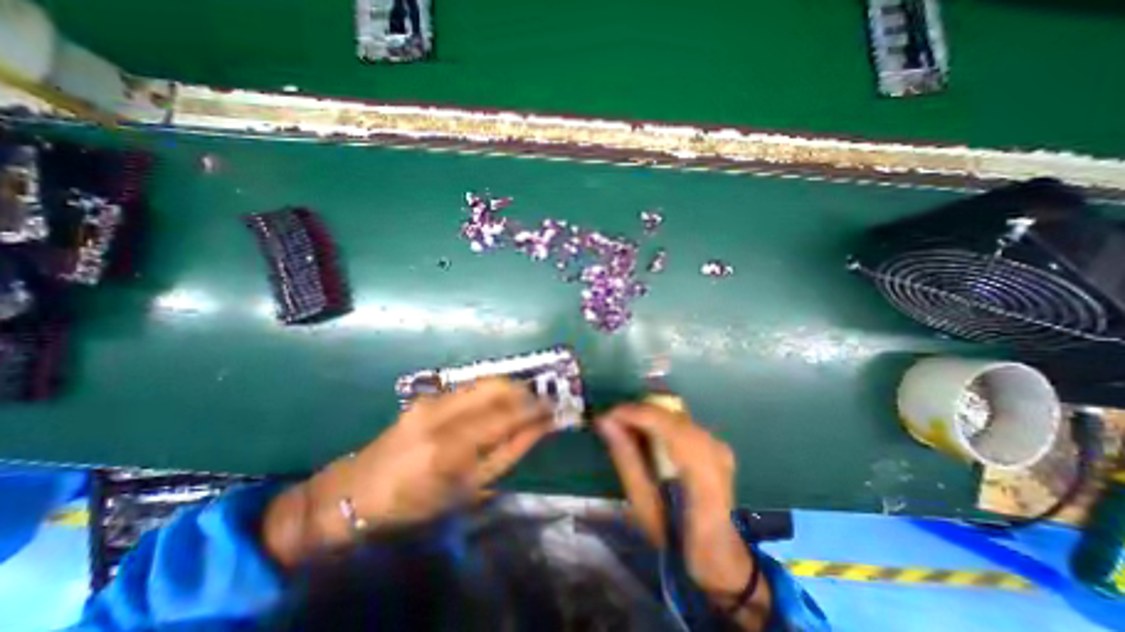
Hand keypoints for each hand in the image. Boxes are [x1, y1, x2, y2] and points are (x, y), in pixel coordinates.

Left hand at [264, 377, 553, 565]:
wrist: (356, 490)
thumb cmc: (414, 502)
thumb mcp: (468, 489)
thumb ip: (507, 454)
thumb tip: (537, 429)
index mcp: (449, 447)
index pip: (504, 416)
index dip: (533, 409)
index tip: (554, 409)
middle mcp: (440, 414)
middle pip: (495, 387)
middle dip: (525, 390)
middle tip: (542, 400)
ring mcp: (432, 400)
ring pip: (484, 381)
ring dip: (511, 388)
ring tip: (527, 399)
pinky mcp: (428, 396)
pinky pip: (471, 386)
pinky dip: (493, 389)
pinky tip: (501, 400)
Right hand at [596, 406, 754, 602]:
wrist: (717, 550)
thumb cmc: (675, 536)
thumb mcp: (642, 503)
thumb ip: (625, 457)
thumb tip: (604, 421)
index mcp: (700, 469)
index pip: (662, 422)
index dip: (630, 413)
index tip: (604, 418)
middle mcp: (713, 447)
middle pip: (667, 413)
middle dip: (635, 414)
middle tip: (611, 425)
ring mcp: (717, 442)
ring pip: (672, 413)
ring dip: (645, 418)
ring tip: (625, 431)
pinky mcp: (714, 440)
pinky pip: (679, 421)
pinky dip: (658, 423)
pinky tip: (646, 438)